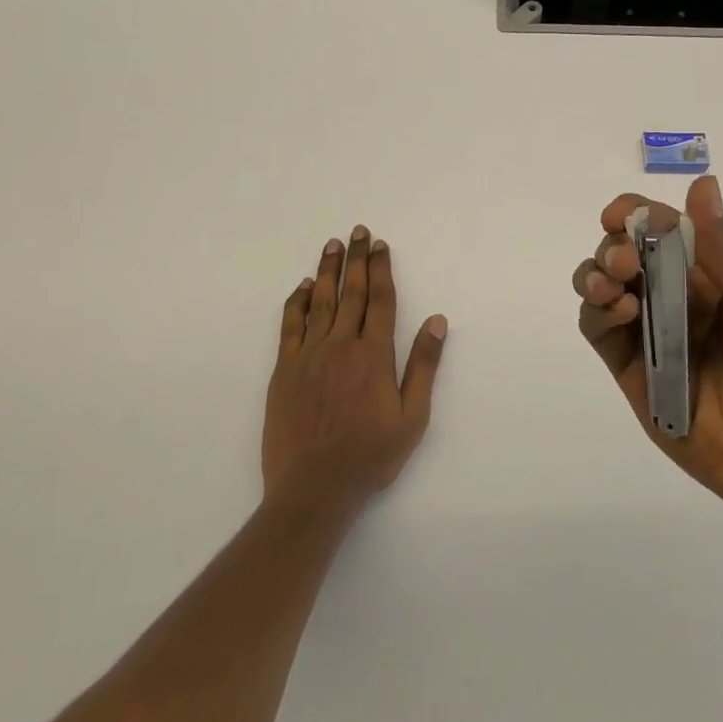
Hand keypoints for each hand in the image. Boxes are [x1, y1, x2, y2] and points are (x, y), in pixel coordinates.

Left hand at [263, 226, 447, 513]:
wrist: (312, 490)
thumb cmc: (369, 457)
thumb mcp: (412, 418)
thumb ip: (423, 366)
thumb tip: (437, 321)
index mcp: (374, 355)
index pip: (379, 300)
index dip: (381, 269)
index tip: (381, 246)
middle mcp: (341, 346)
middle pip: (350, 292)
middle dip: (356, 259)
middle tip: (359, 231)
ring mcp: (309, 356)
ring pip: (320, 302)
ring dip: (327, 270)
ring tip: (332, 245)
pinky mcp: (284, 370)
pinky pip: (290, 326)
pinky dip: (297, 302)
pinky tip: (304, 287)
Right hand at [572, 175, 722, 519]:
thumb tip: (703, 184)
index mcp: (712, 273)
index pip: (664, 227)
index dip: (637, 213)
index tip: (619, 214)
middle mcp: (675, 295)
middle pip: (625, 250)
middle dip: (615, 245)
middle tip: (625, 262)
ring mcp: (650, 331)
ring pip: (602, 284)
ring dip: (595, 272)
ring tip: (614, 285)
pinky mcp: (631, 368)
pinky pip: (598, 329)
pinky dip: (596, 311)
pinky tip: (616, 311)